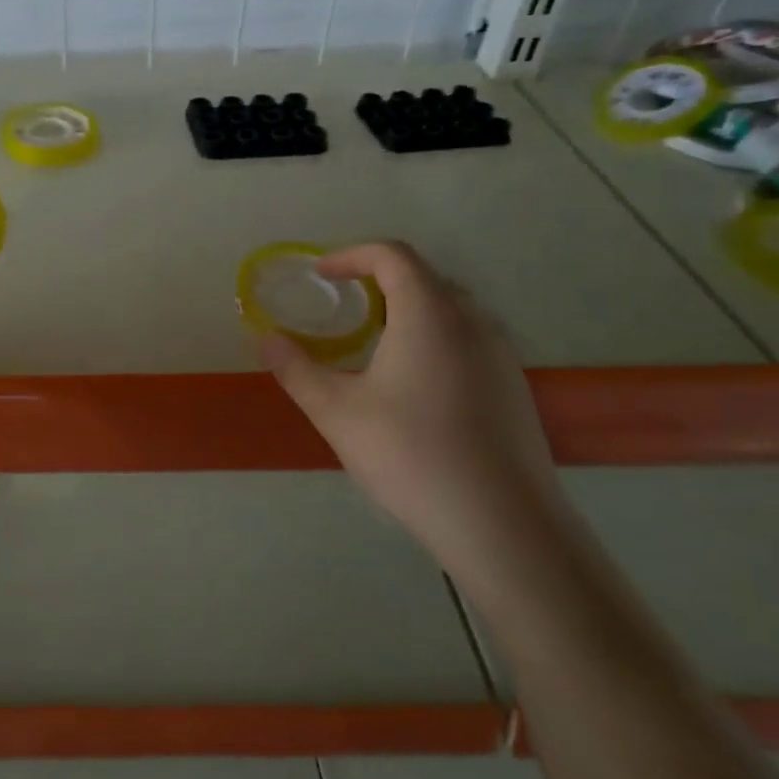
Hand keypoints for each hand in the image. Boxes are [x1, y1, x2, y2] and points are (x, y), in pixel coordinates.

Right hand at [256, 241, 563, 561]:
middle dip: (379, 281)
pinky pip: (469, 339)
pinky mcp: (513, 387)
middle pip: (425, 277)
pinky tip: (414, 385)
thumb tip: (265, 339)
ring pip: (451, 309)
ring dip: (409, 310)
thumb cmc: (410, 455)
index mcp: (429, 315)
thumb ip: (296, 369)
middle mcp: (472, 323)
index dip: (352, 255)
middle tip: (344, 308)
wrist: (502, 523)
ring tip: (375, 344)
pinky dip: (434, 338)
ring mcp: (500, 355)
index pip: (393, 256)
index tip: (321, 276)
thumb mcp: (336, 412)